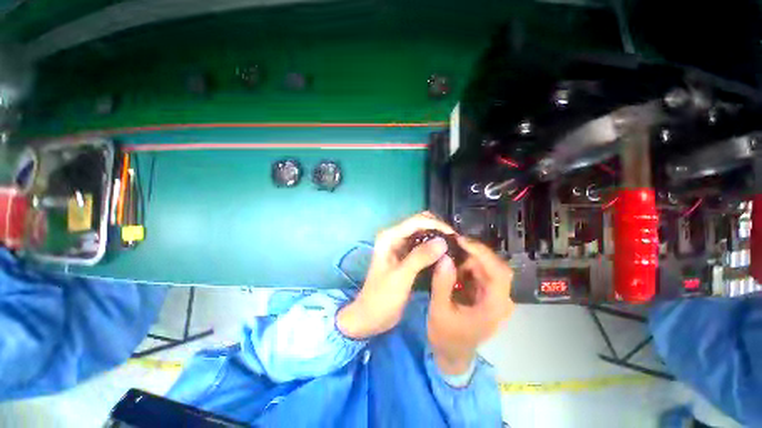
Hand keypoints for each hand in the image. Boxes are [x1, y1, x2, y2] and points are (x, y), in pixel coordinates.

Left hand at [338, 212, 455, 339]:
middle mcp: (393, 236)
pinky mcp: (405, 255)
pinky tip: (444, 253)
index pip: (416, 222)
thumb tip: (443, 241)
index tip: (455, 235)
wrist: (370, 316)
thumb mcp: (401, 277)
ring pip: (422, 233)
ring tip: (454, 245)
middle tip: (456, 241)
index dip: (436, 225)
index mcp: (389, 237)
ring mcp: (399, 245)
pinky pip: (422, 245)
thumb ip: (420, 257)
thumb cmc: (382, 297)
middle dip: (438, 228)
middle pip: (419, 223)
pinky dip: (433, 246)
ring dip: (437, 236)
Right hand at [427, 236, 513, 374]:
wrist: (451, 354)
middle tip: (450, 244)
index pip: (498, 272)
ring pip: (485, 267)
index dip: (482, 253)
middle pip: (493, 266)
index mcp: (495, 306)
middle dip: (471, 254)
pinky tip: (451, 265)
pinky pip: (478, 273)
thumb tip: (444, 256)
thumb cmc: (447, 337)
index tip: (461, 241)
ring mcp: (494, 296)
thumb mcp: (440, 311)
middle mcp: (500, 299)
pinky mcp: (485, 295)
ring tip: (447, 253)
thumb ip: (442, 283)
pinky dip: (465, 266)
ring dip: (466, 259)